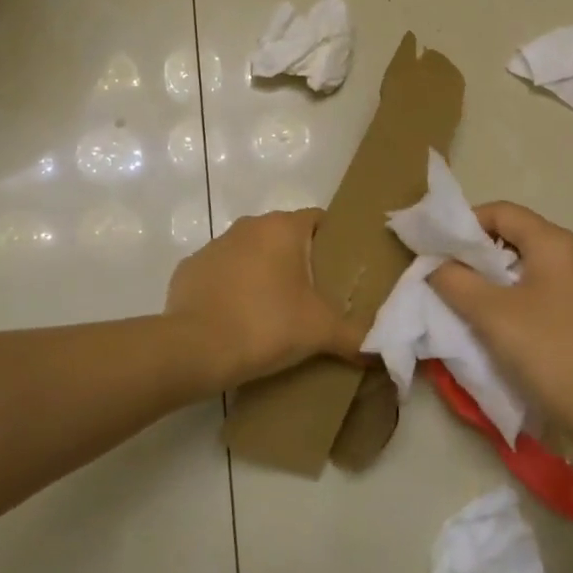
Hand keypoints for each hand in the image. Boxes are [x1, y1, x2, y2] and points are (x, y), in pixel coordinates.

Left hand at [164, 209, 366, 391]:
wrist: (195, 348)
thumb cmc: (265, 325)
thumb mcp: (319, 332)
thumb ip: (355, 337)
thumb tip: (381, 351)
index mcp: (282, 228)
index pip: (318, 220)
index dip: (333, 242)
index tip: (342, 271)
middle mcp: (248, 226)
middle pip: (284, 237)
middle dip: (299, 262)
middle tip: (314, 297)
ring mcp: (215, 245)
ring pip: (251, 254)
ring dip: (263, 274)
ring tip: (275, 313)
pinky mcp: (190, 269)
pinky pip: (221, 274)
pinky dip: (231, 290)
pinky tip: (237, 321)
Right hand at [429, 202, 572, 438]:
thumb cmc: (546, 350)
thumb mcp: (489, 313)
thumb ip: (455, 281)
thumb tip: (436, 265)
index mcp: (554, 242)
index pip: (501, 211)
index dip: (466, 223)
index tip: (439, 247)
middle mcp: (572, 252)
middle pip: (515, 232)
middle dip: (477, 249)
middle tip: (446, 270)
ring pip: (526, 260)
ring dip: (493, 272)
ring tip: (465, 294)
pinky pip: (540, 283)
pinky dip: (513, 289)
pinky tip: (496, 315)